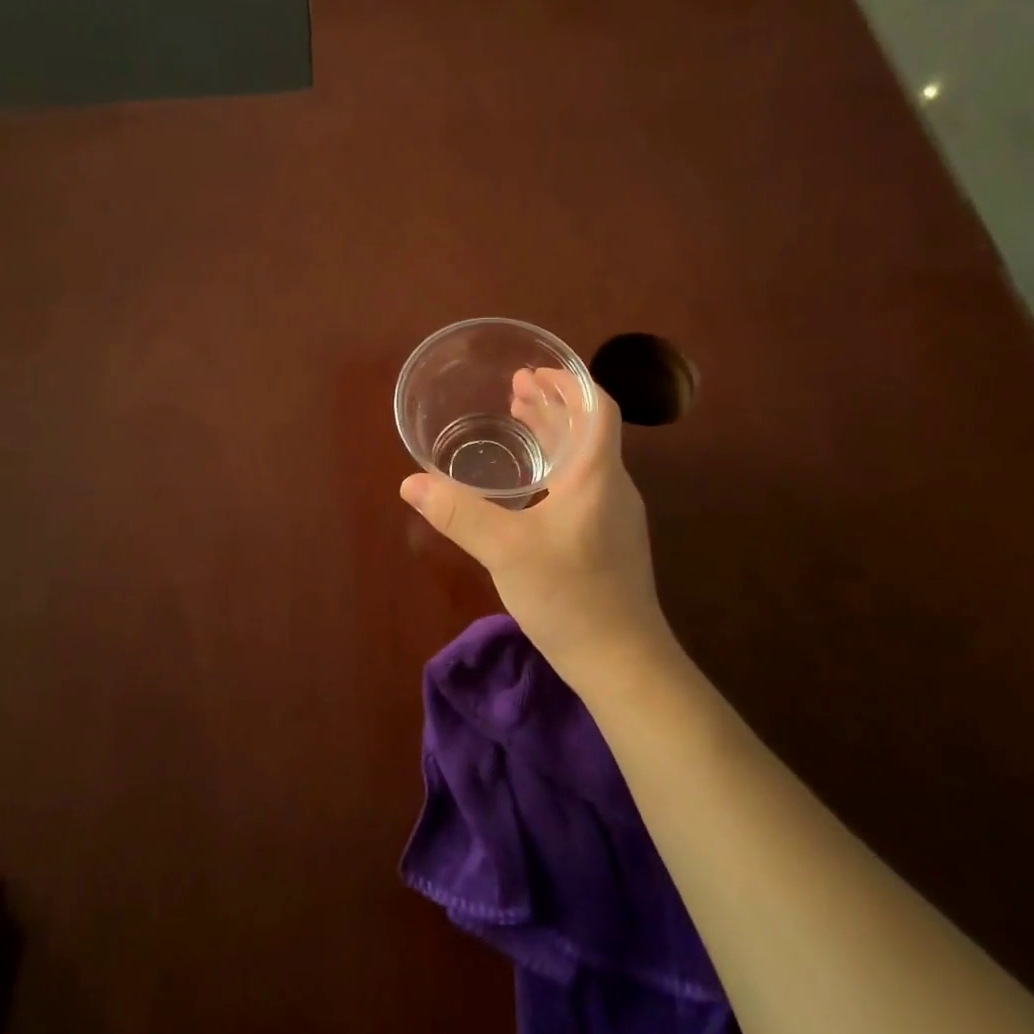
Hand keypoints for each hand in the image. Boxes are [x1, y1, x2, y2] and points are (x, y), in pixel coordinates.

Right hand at [399, 371, 672, 694]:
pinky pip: (581, 486)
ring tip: (518, 423)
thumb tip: (411, 482)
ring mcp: (614, 516)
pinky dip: (555, 469)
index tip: (535, 371)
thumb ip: (459, 514)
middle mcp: (612, 487)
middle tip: (514, 390)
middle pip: (588, 430)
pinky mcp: (608, 542)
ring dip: (554, 436)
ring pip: (584, 459)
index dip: (569, 383)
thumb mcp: (506, 550)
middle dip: (553, 405)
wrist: (622, 661)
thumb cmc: (570, 595)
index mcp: (597, 475)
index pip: (598, 408)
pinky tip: (529, 487)